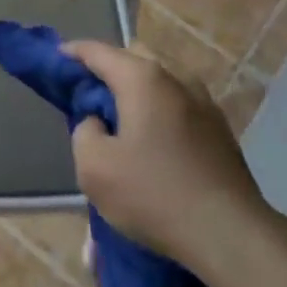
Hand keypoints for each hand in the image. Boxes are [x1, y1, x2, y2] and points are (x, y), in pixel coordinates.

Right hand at [62, 40, 276, 267]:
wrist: (230, 235)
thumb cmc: (153, 194)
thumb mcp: (94, 167)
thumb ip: (84, 131)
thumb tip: (98, 122)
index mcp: (142, 79)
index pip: (99, 51)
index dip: (73, 52)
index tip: (56, 58)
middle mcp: (176, 79)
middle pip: (134, 58)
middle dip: (108, 68)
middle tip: (88, 94)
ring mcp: (204, 103)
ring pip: (160, 81)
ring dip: (136, 90)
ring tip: (120, 119)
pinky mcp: (220, 130)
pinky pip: (178, 104)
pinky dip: (158, 110)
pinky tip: (152, 140)